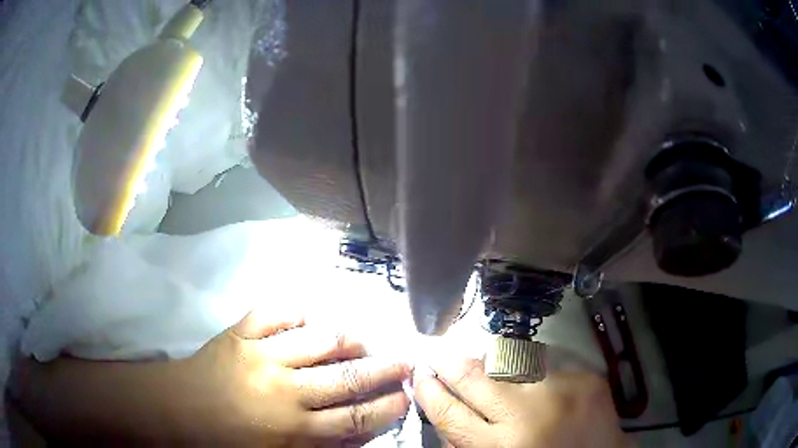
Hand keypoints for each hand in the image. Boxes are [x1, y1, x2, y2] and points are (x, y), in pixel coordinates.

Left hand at [178, 309, 411, 445]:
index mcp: (294, 430)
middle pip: (347, 377)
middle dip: (383, 369)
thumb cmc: (229, 441)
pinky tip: (310, 318)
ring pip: (319, 339)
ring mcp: (261, 355)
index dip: (388, 405)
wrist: (180, 411)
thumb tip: (358, 431)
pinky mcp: (240, 332)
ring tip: (361, 341)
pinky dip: (299, 312)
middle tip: (405, 360)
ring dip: (348, 339)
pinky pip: (277, 312)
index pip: (356, 417)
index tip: (407, 394)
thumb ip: (321, 445)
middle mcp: (284, 391)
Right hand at [414, 358, 630, 447]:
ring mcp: (562, 390)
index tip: (419, 376)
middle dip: (450, 364)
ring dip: (492, 367)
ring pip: (508, 363)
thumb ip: (467, 442)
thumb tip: (444, 409)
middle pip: (475, 377)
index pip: (450, 412)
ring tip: (489, 372)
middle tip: (438, 356)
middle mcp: (530, 414)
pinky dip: (530, 375)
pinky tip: (535, 386)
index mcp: (502, 447)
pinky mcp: (585, 378)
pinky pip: (543, 367)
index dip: (429, 392)